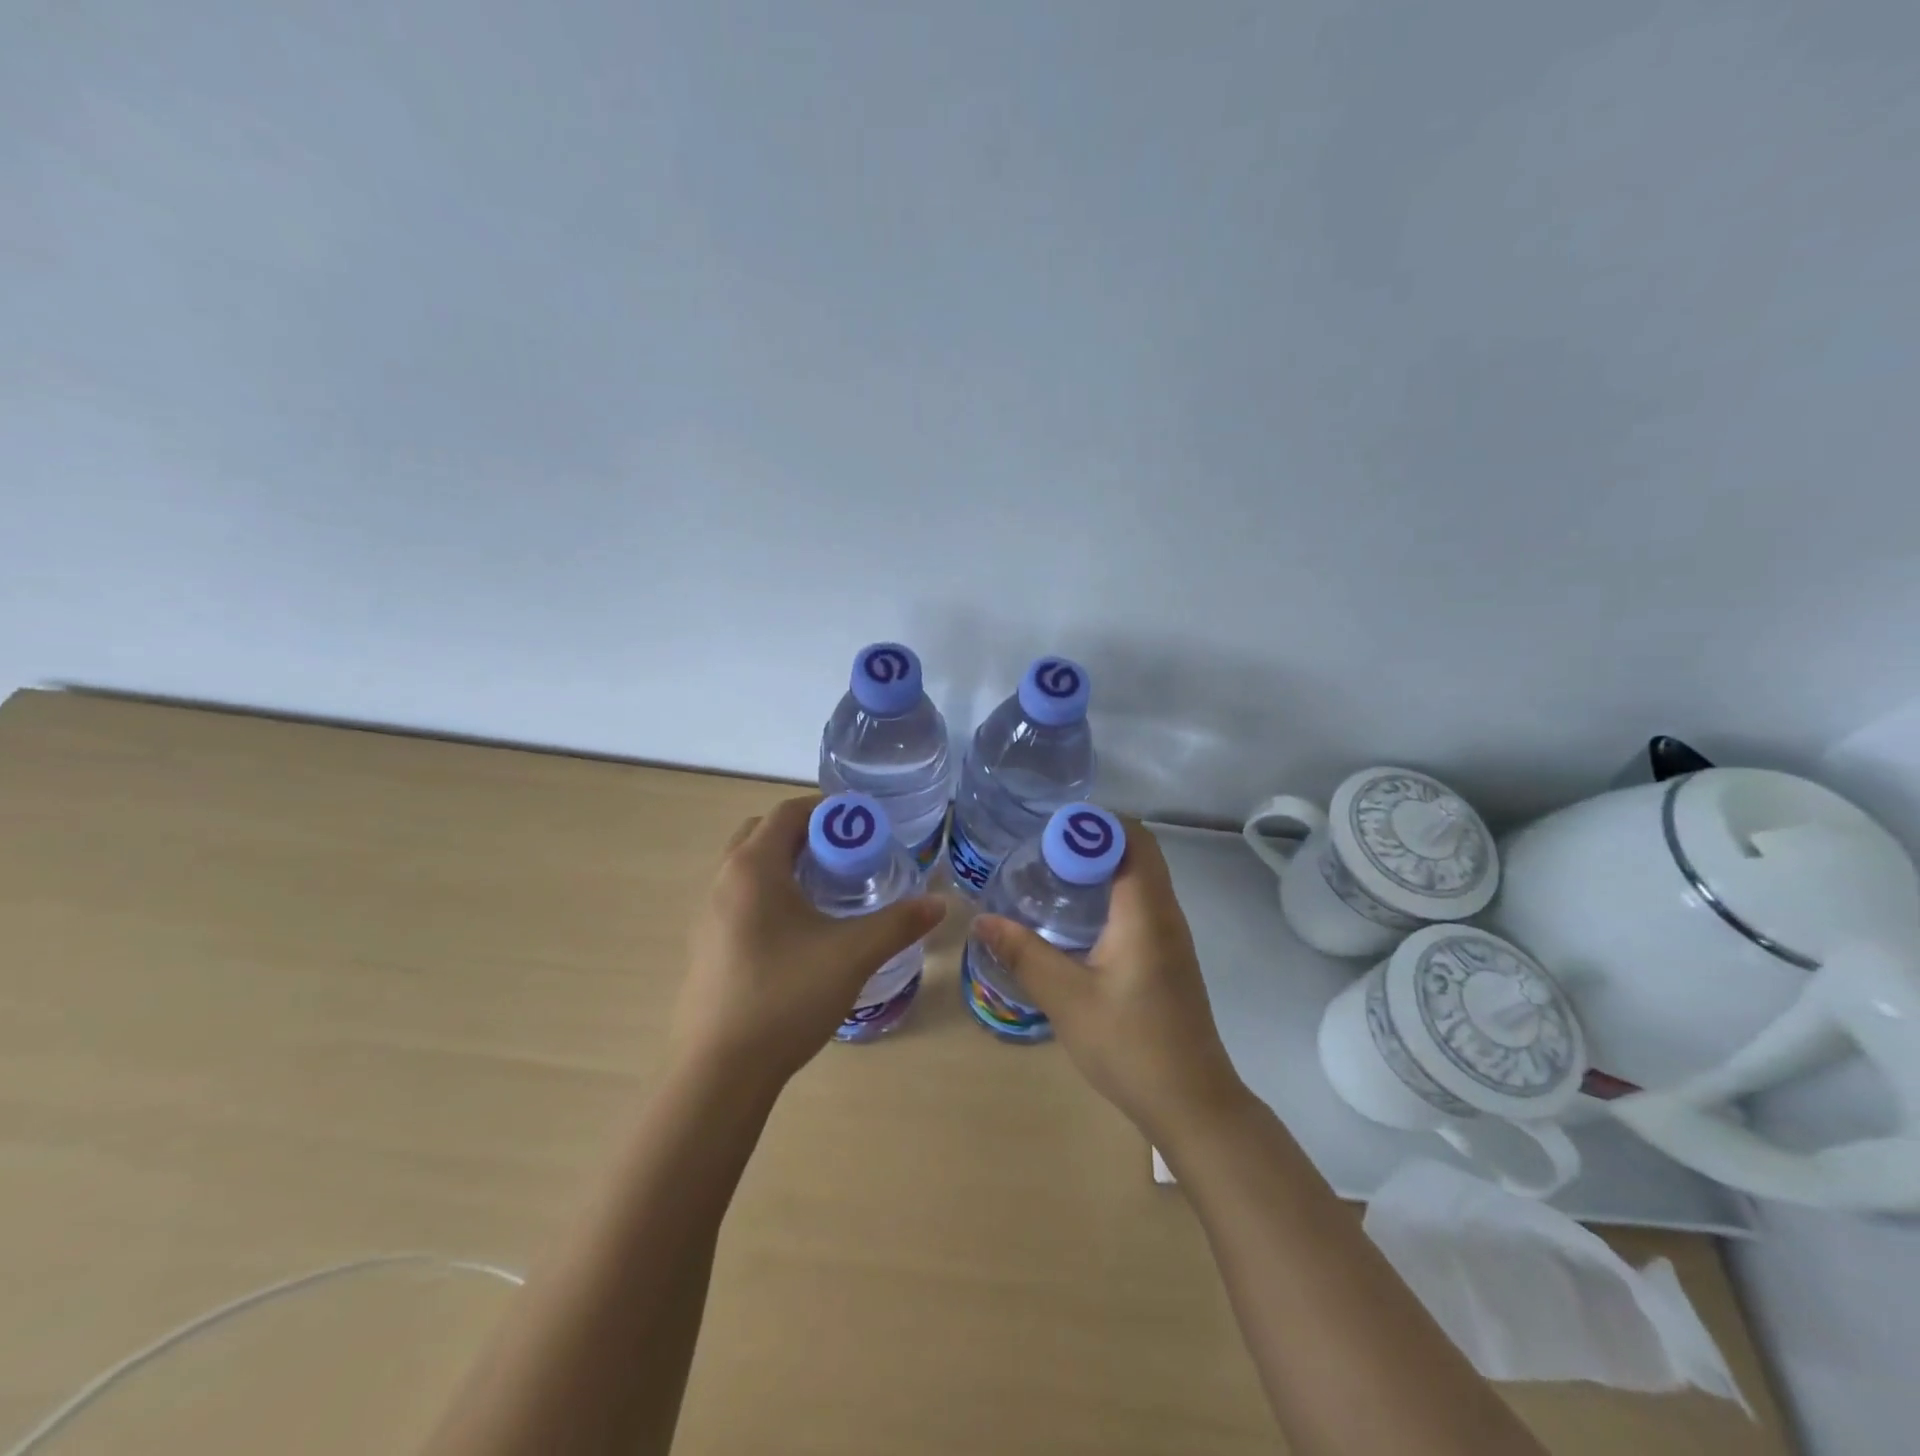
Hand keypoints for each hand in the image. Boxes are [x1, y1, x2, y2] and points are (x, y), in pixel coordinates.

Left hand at [673, 794, 945, 1089]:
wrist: (720, 1072)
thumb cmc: (786, 997)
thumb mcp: (853, 955)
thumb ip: (899, 923)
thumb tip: (940, 903)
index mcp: (753, 867)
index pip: (788, 812)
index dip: (829, 810)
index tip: (865, 825)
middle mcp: (724, 880)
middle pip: (764, 833)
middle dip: (806, 834)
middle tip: (846, 856)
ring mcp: (708, 915)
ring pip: (749, 868)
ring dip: (786, 865)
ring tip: (828, 892)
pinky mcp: (706, 946)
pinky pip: (740, 898)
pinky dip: (770, 894)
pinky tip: (800, 933)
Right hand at [972, 821, 1245, 1138]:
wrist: (1192, 1105)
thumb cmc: (1130, 1045)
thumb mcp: (1067, 998)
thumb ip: (1023, 954)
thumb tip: (982, 920)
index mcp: (1146, 912)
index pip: (1131, 839)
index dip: (1091, 824)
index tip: (1047, 829)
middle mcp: (1165, 913)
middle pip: (1137, 851)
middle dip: (1091, 840)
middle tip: (1042, 849)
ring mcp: (1171, 936)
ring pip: (1140, 877)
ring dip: (1101, 866)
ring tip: (1052, 874)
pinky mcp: (1168, 956)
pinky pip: (1141, 902)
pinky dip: (1110, 892)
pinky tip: (1076, 918)